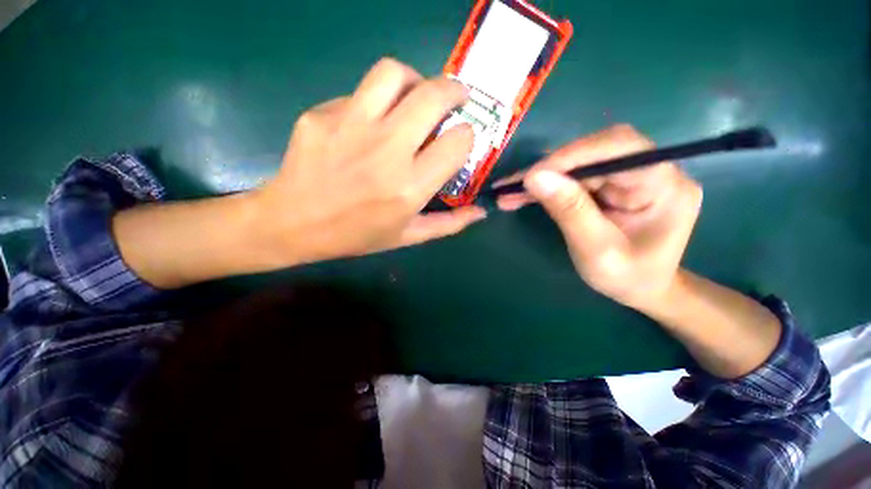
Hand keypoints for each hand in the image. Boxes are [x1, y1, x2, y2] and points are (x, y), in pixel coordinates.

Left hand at [251, 58, 485, 265]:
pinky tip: (371, 122)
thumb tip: (481, 211)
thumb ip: (449, 224)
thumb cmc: (356, 236)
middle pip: (433, 95)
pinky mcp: (322, 115)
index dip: (466, 136)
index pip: (458, 141)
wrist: (292, 224)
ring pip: (394, 74)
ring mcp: (350, 127)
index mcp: (409, 187)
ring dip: (415, 80)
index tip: (460, 141)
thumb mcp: (407, 237)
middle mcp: (386, 151)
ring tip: (415, 97)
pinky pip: (359, 93)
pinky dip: (376, 101)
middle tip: (457, 98)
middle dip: (455, 91)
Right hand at [494, 125, 701, 310]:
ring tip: (509, 192)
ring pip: (579, 163)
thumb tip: (534, 177)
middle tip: (512, 187)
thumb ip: (570, 211)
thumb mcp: (596, 250)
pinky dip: (546, 186)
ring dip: (541, 178)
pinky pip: (574, 177)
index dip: (572, 156)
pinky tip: (523, 195)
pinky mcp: (612, 183)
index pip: (619, 147)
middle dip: (548, 169)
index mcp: (664, 185)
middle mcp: (651, 170)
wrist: (642, 289)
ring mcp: (629, 175)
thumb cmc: (628, 278)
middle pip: (594, 151)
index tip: (531, 176)